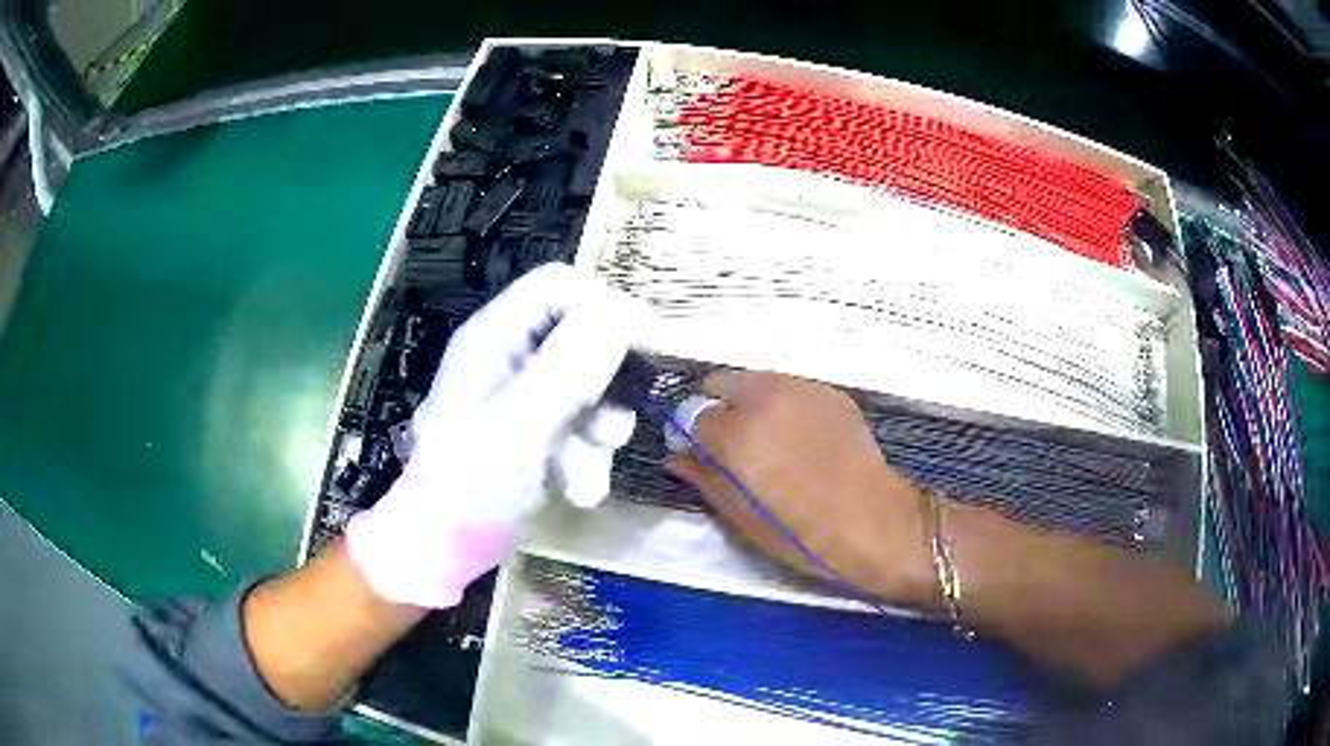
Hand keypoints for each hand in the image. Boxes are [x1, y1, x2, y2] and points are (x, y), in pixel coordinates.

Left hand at [347, 263, 645, 607]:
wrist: (443, 548)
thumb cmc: (465, 487)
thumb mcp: (516, 428)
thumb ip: (566, 370)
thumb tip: (621, 314)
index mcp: (494, 337)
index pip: (560, 287)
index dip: (606, 307)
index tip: (648, 346)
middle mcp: (511, 356)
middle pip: (584, 336)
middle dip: (606, 387)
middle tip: (611, 429)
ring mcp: (525, 395)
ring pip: (591, 388)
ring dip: (599, 434)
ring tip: (583, 479)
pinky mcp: (538, 431)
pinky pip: (583, 426)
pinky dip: (588, 459)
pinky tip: (576, 493)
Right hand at [667, 371, 936, 606]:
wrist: (874, 522)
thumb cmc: (802, 533)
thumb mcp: (741, 517)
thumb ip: (703, 479)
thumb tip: (678, 458)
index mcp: (736, 433)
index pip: (690, 415)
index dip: (692, 437)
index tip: (702, 456)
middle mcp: (764, 398)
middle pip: (719, 384)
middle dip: (718, 410)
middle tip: (734, 446)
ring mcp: (801, 388)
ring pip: (755, 380)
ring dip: (750, 403)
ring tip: (770, 440)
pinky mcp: (830, 392)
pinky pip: (790, 387)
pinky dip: (783, 405)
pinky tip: (801, 438)